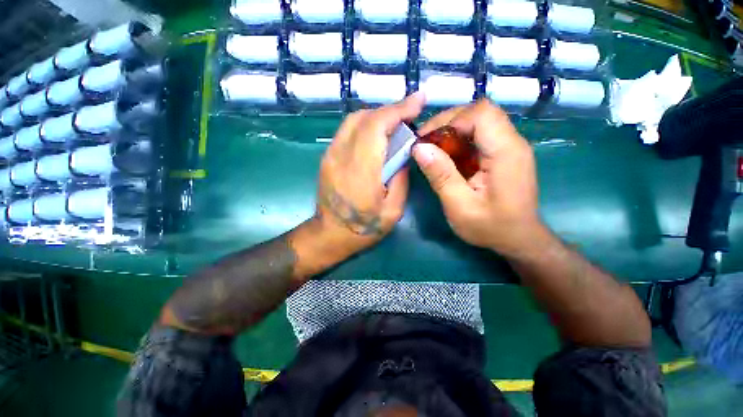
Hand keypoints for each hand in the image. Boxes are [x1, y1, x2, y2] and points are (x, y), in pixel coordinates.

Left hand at [315, 93, 425, 258]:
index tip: (418, 100)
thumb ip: (401, 178)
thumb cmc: (363, 228)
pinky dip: (366, 125)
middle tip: (409, 116)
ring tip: (395, 125)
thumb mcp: (393, 210)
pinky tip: (378, 136)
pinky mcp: (327, 157)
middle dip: (391, 111)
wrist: (330, 234)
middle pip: (364, 117)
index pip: (376, 126)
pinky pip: (347, 130)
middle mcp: (341, 156)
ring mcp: (330, 155)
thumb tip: (404, 154)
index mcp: (361, 171)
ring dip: (378, 117)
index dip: (399, 109)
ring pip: (354, 120)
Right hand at [412, 99, 541, 255]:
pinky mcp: (503, 153)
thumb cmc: (491, 227)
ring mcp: (509, 146)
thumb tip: (419, 148)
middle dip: (447, 123)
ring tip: (433, 151)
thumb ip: (441, 176)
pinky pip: (479, 135)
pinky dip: (459, 141)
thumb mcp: (459, 206)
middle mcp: (512, 142)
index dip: (451, 121)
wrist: (519, 238)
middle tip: (426, 144)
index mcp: (505, 152)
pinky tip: (448, 158)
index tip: (428, 141)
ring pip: (478, 121)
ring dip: (451, 132)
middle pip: (479, 112)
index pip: (481, 113)